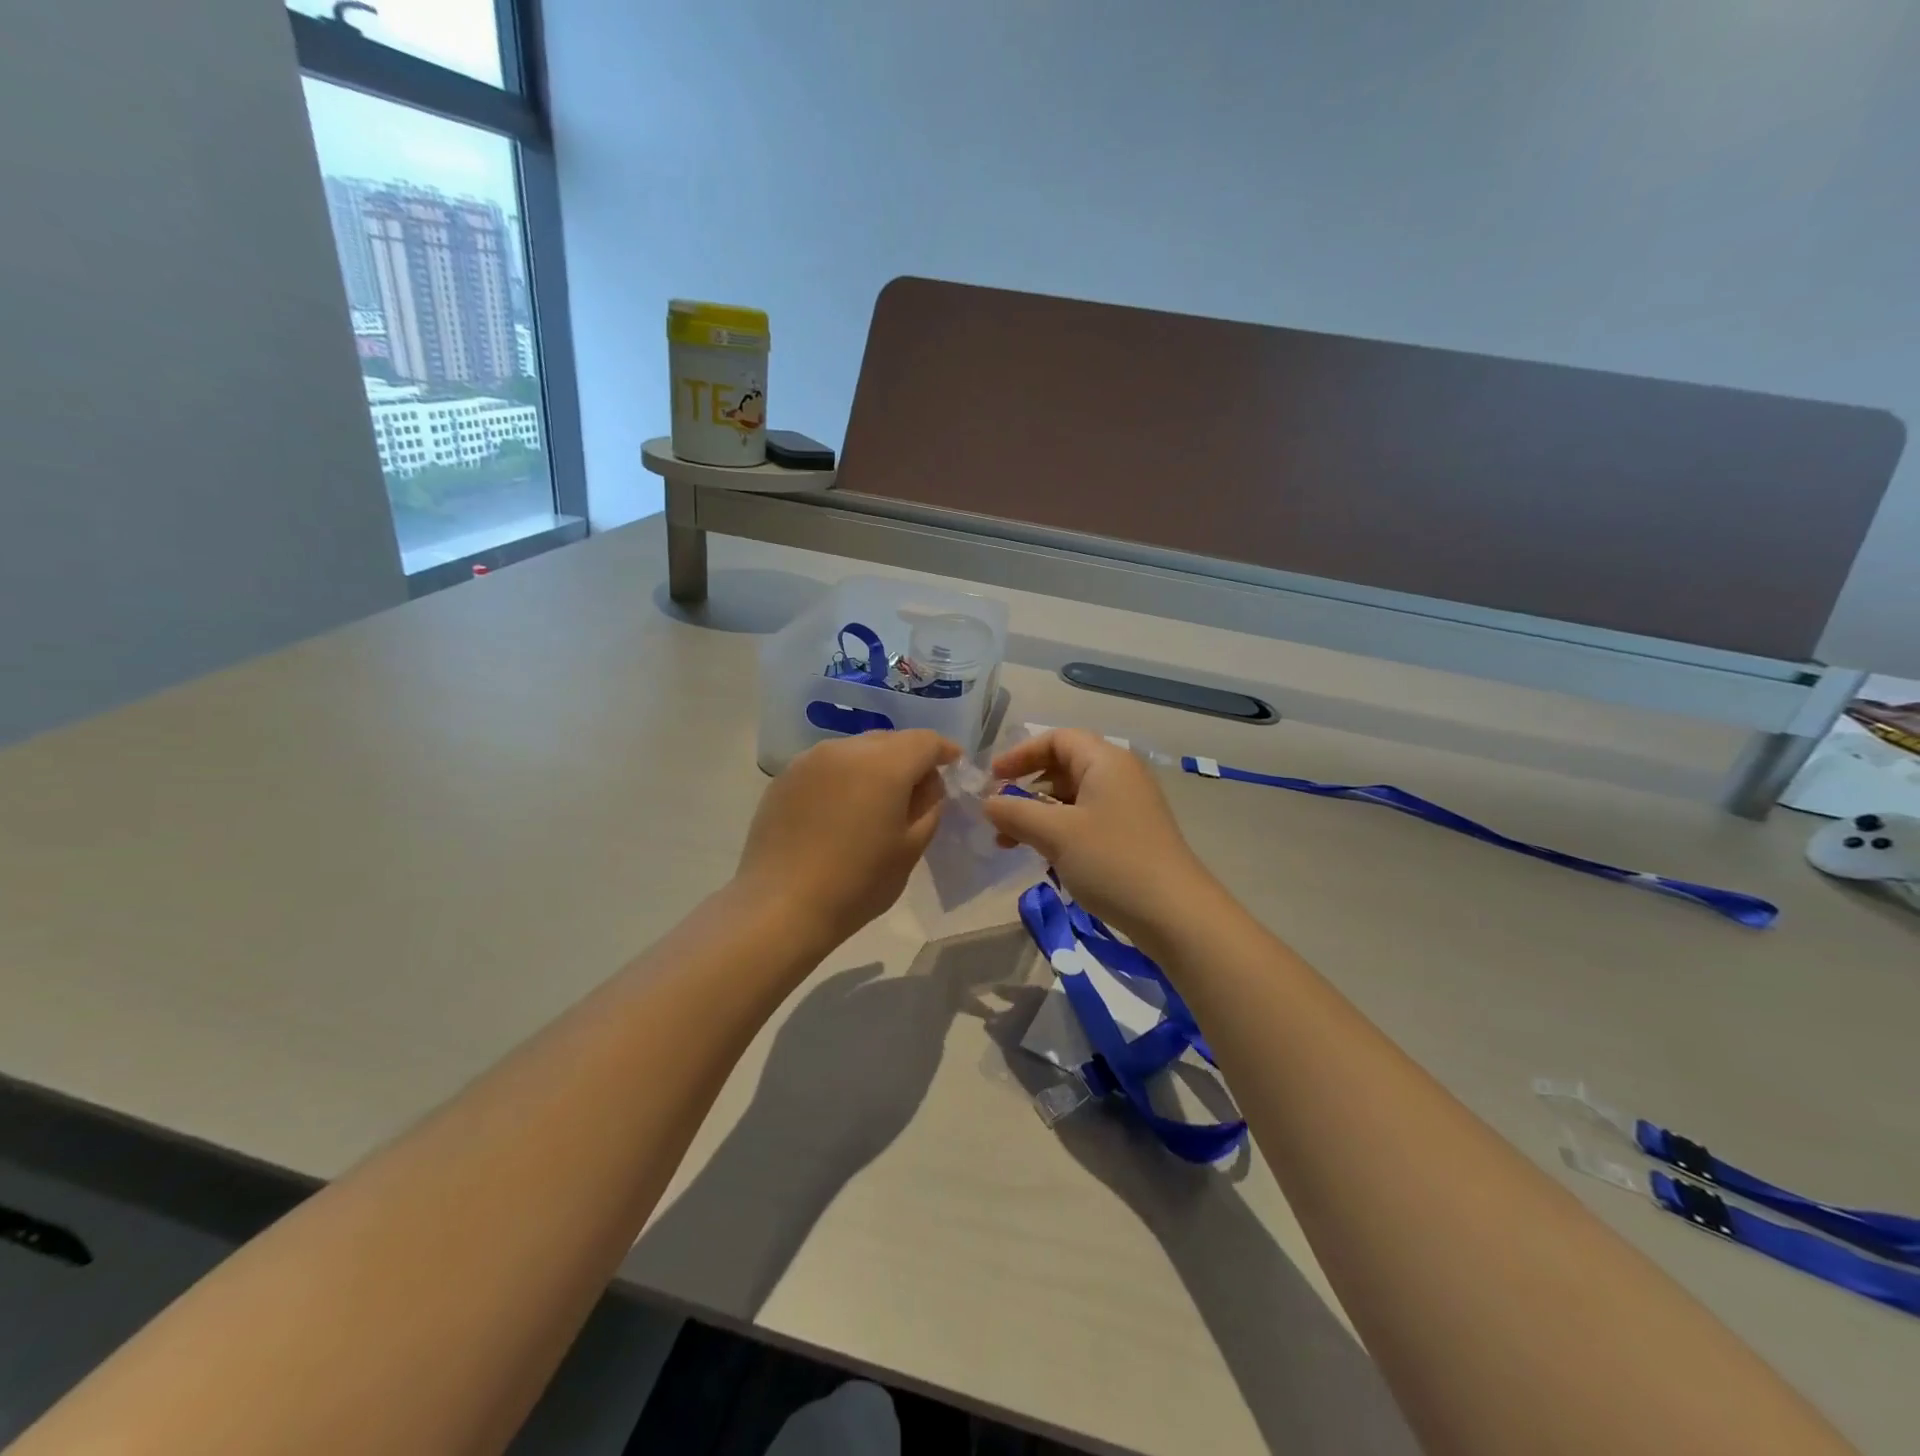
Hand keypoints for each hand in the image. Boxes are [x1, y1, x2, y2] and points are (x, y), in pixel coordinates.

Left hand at [735, 729, 959, 950]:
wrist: (781, 906)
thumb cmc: (857, 883)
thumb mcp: (911, 849)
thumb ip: (929, 805)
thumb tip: (927, 783)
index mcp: (884, 764)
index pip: (925, 741)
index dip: (945, 751)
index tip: (954, 766)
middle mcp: (846, 749)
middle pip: (890, 740)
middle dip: (909, 757)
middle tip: (917, 790)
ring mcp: (810, 759)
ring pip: (856, 749)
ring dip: (874, 765)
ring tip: (876, 800)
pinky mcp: (785, 777)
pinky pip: (827, 765)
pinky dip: (844, 776)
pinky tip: (839, 810)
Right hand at [982, 728, 1219, 941]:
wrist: (1175, 914)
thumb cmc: (1112, 861)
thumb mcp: (1055, 834)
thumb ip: (1015, 812)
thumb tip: (988, 802)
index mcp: (1105, 761)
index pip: (1057, 739)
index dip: (1020, 754)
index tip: (992, 778)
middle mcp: (1119, 775)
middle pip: (1064, 767)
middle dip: (1026, 788)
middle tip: (998, 812)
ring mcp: (1128, 806)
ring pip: (1072, 798)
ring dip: (1038, 814)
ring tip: (1009, 842)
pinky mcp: (1131, 835)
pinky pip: (1086, 820)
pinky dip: (1058, 830)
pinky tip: (1041, 856)